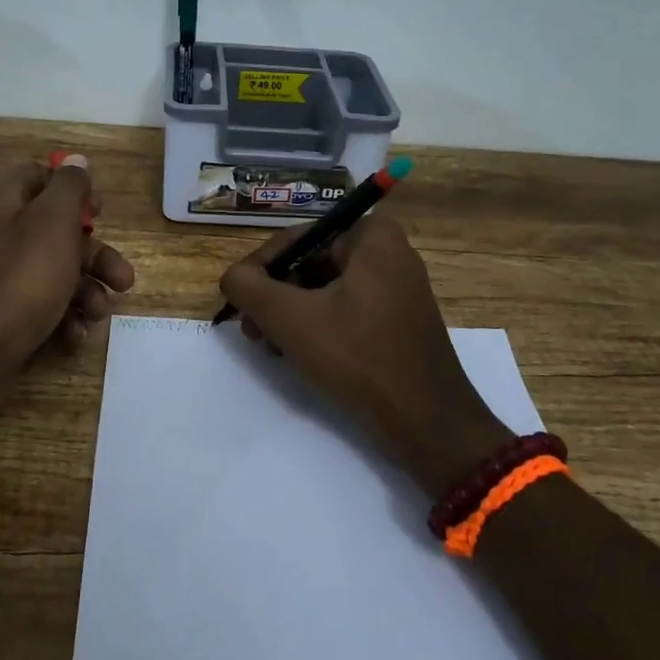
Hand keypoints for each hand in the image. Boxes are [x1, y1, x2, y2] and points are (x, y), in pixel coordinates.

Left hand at [0, 155, 135, 377]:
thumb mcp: (52, 223)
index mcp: (3, 203)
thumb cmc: (19, 281)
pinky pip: (37, 307)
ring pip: (52, 273)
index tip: (99, 212)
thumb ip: (68, 188)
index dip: (72, 190)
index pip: (37, 177)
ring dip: (85, 292)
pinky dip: (61, 319)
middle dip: (94, 256)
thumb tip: (76, 161)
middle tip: (124, 280)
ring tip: (99, 315)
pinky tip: (73, 337)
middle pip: (54, 232)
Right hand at [219, 217, 513, 496]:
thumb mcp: (290, 318)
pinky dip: (317, 326)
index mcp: (371, 236)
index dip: (259, 270)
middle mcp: (388, 252)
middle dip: (275, 296)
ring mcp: (397, 287)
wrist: (427, 423)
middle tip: (251, 331)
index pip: (296, 239)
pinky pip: (345, 309)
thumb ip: (249, 287)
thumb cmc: (358, 357)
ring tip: (270, 346)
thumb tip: (232, 277)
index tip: (237, 303)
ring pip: (324, 289)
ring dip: (291, 314)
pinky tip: (297, 354)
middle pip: (310, 263)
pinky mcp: (397, 319)